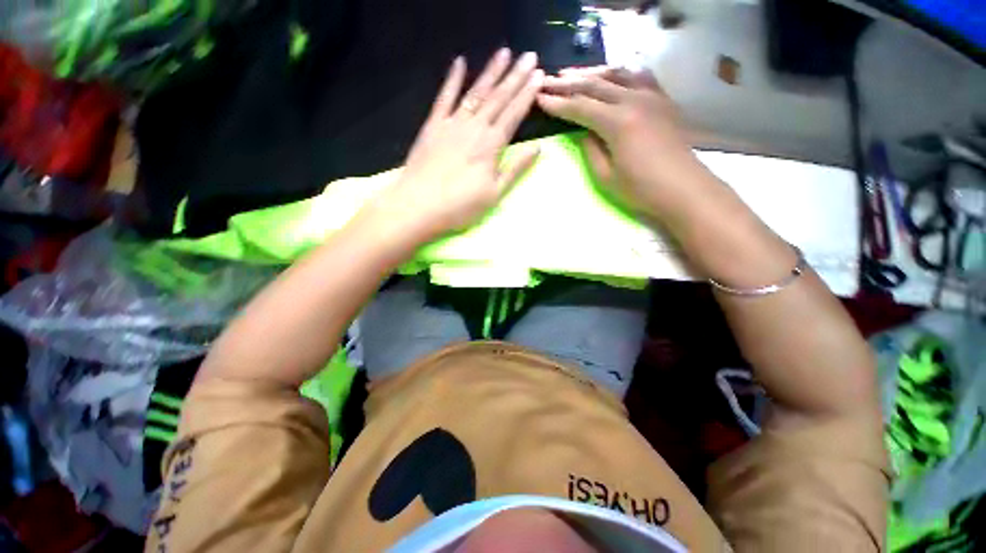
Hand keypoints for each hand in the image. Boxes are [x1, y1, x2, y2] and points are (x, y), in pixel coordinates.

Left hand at [369, 49, 543, 243]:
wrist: (419, 205)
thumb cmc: (460, 206)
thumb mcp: (494, 194)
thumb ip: (516, 169)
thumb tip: (538, 148)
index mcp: (491, 146)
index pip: (513, 114)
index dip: (527, 95)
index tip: (539, 76)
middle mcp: (474, 128)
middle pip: (498, 98)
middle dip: (515, 76)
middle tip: (529, 56)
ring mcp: (452, 124)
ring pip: (475, 93)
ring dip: (490, 72)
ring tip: (504, 53)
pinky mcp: (433, 126)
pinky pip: (444, 98)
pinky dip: (451, 80)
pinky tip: (459, 62)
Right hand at [538, 67, 702, 217]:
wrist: (684, 188)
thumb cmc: (641, 189)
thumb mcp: (606, 176)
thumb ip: (591, 150)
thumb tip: (584, 132)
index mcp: (618, 122)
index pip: (580, 107)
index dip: (558, 104)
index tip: (539, 98)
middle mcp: (635, 100)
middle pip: (595, 85)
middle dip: (568, 82)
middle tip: (548, 80)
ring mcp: (652, 96)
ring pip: (617, 75)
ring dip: (592, 73)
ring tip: (573, 74)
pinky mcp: (663, 100)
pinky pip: (639, 77)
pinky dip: (620, 74)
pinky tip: (611, 76)